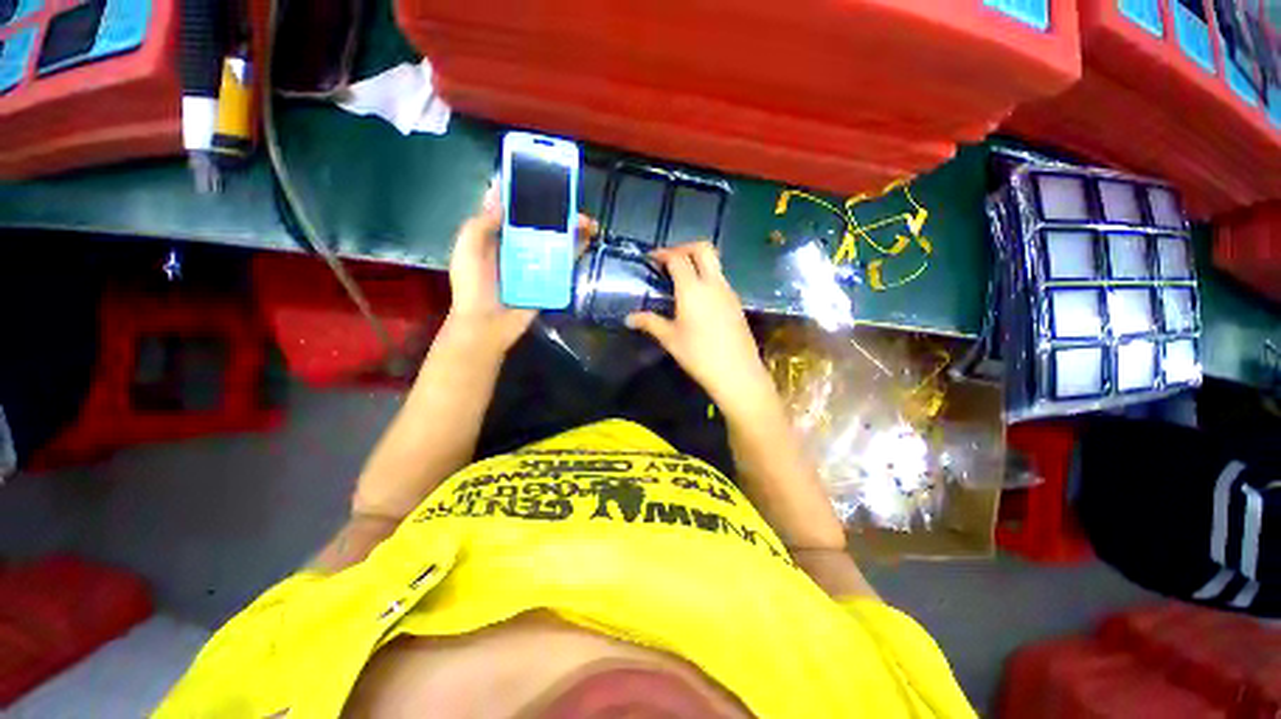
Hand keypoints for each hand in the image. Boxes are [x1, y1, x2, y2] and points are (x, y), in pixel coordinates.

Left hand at [447, 185, 596, 352]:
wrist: (488, 325)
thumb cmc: (473, 285)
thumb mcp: (468, 248)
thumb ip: (482, 223)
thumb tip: (501, 195)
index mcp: (496, 237)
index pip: (514, 210)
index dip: (527, 195)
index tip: (544, 179)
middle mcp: (518, 247)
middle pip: (540, 224)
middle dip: (557, 211)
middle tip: (574, 203)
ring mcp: (535, 264)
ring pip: (555, 241)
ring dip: (572, 229)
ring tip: (588, 222)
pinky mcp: (548, 280)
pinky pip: (563, 263)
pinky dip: (576, 251)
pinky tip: (587, 240)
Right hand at [626, 242, 776, 416]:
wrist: (737, 372)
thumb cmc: (699, 355)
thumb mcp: (670, 339)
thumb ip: (650, 323)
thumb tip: (629, 318)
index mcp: (693, 289)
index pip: (678, 258)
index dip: (663, 253)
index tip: (651, 259)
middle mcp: (713, 283)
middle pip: (703, 249)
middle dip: (684, 247)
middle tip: (669, 260)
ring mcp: (728, 292)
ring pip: (715, 263)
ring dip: (697, 262)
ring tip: (681, 279)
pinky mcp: (736, 303)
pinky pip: (720, 279)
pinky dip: (707, 277)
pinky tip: (697, 298)